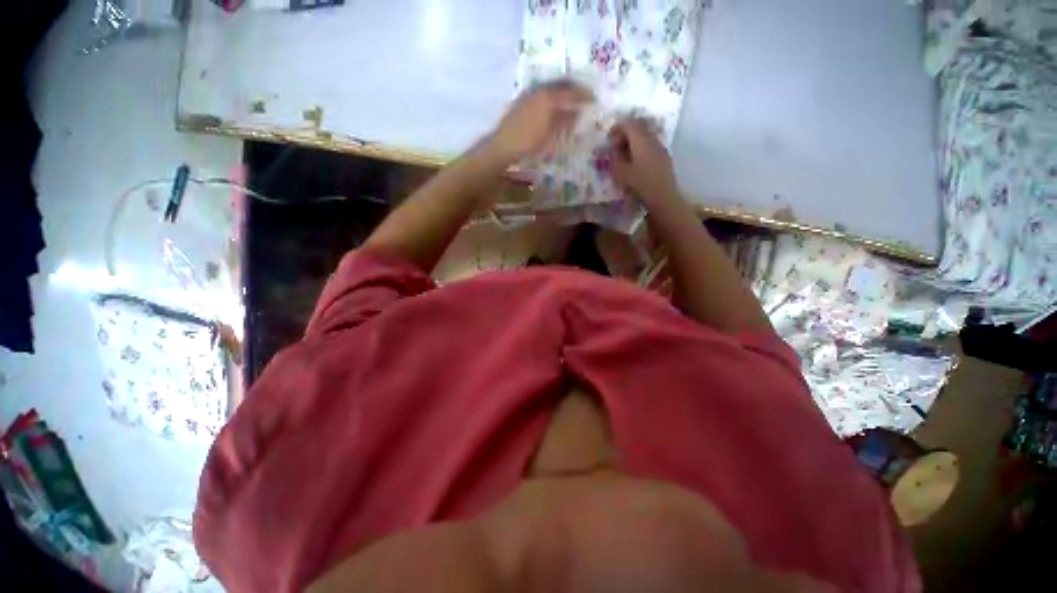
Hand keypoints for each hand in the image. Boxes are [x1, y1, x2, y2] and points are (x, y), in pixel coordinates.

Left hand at [487, 81, 593, 163]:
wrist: (503, 144)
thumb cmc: (529, 141)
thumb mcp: (551, 135)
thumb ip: (565, 121)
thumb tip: (577, 113)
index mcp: (548, 96)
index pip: (571, 91)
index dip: (583, 95)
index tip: (594, 98)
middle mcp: (539, 90)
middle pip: (560, 85)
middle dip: (573, 89)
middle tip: (583, 95)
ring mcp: (529, 94)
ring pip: (550, 88)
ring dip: (562, 92)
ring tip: (570, 100)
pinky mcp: (521, 101)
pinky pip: (542, 93)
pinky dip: (551, 97)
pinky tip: (553, 106)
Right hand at [607, 119, 679, 203]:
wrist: (663, 196)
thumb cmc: (639, 184)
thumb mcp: (620, 172)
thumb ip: (614, 157)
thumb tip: (611, 149)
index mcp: (641, 140)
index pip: (628, 124)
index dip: (617, 128)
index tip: (608, 138)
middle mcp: (652, 139)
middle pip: (638, 128)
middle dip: (625, 134)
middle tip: (615, 147)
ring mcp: (660, 148)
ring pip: (645, 137)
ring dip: (633, 143)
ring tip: (624, 157)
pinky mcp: (664, 157)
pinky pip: (651, 146)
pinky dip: (641, 149)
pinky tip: (636, 163)